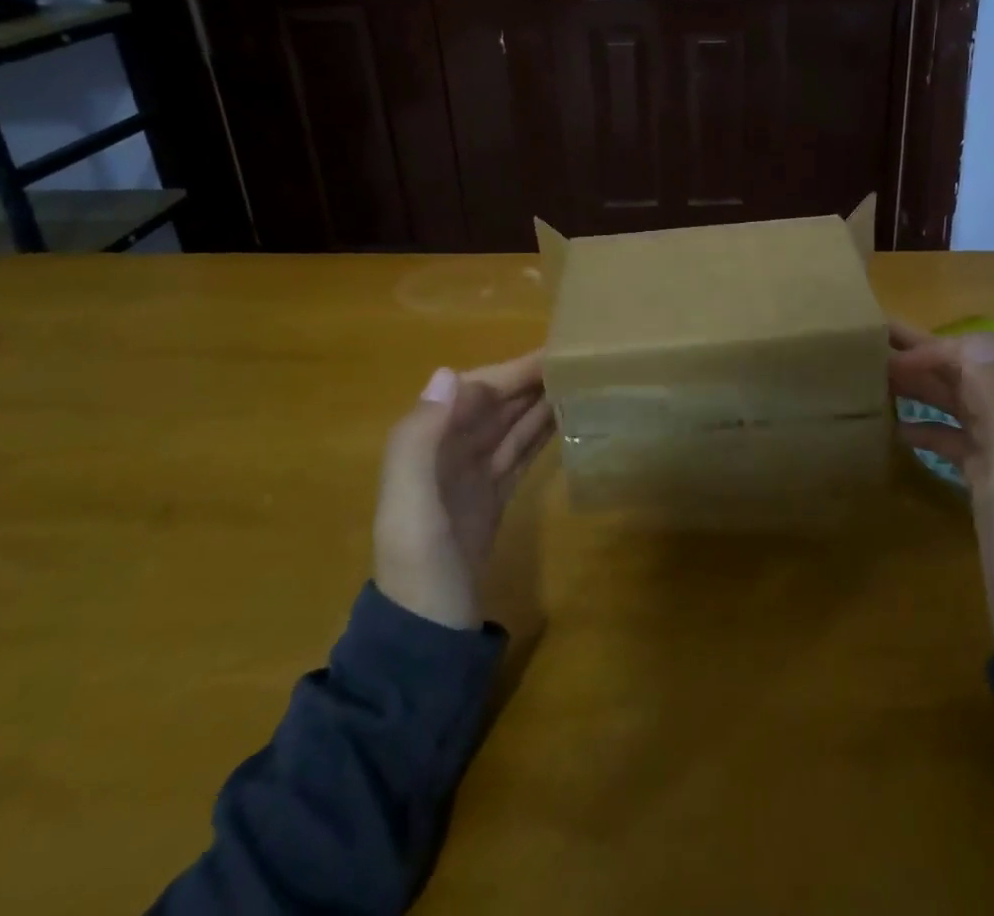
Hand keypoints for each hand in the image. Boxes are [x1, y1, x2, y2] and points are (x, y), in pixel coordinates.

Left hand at [373, 351, 554, 630]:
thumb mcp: (411, 508)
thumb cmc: (420, 571)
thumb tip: (449, 373)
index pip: (475, 392)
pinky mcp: (493, 500)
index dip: (512, 371)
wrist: (425, 642)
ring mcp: (472, 477)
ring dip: (539, 403)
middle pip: (495, 405)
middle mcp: (449, 454)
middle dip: (531, 381)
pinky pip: (518, 454)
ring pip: (510, 426)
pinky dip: (538, 435)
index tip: (556, 352)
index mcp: (428, 446)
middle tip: (582, 361)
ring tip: (581, 382)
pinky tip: (564, 420)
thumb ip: (419, 440)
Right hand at [889, 321, 993, 644]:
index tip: (887, 360)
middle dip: (921, 356)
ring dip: (919, 387)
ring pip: (957, 403)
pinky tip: (897, 431)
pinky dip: (926, 426)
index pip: (979, 353)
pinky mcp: (988, 485)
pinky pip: (954, 438)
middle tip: (866, 350)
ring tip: (873, 384)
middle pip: (966, 373)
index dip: (934, 348)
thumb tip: (971, 340)